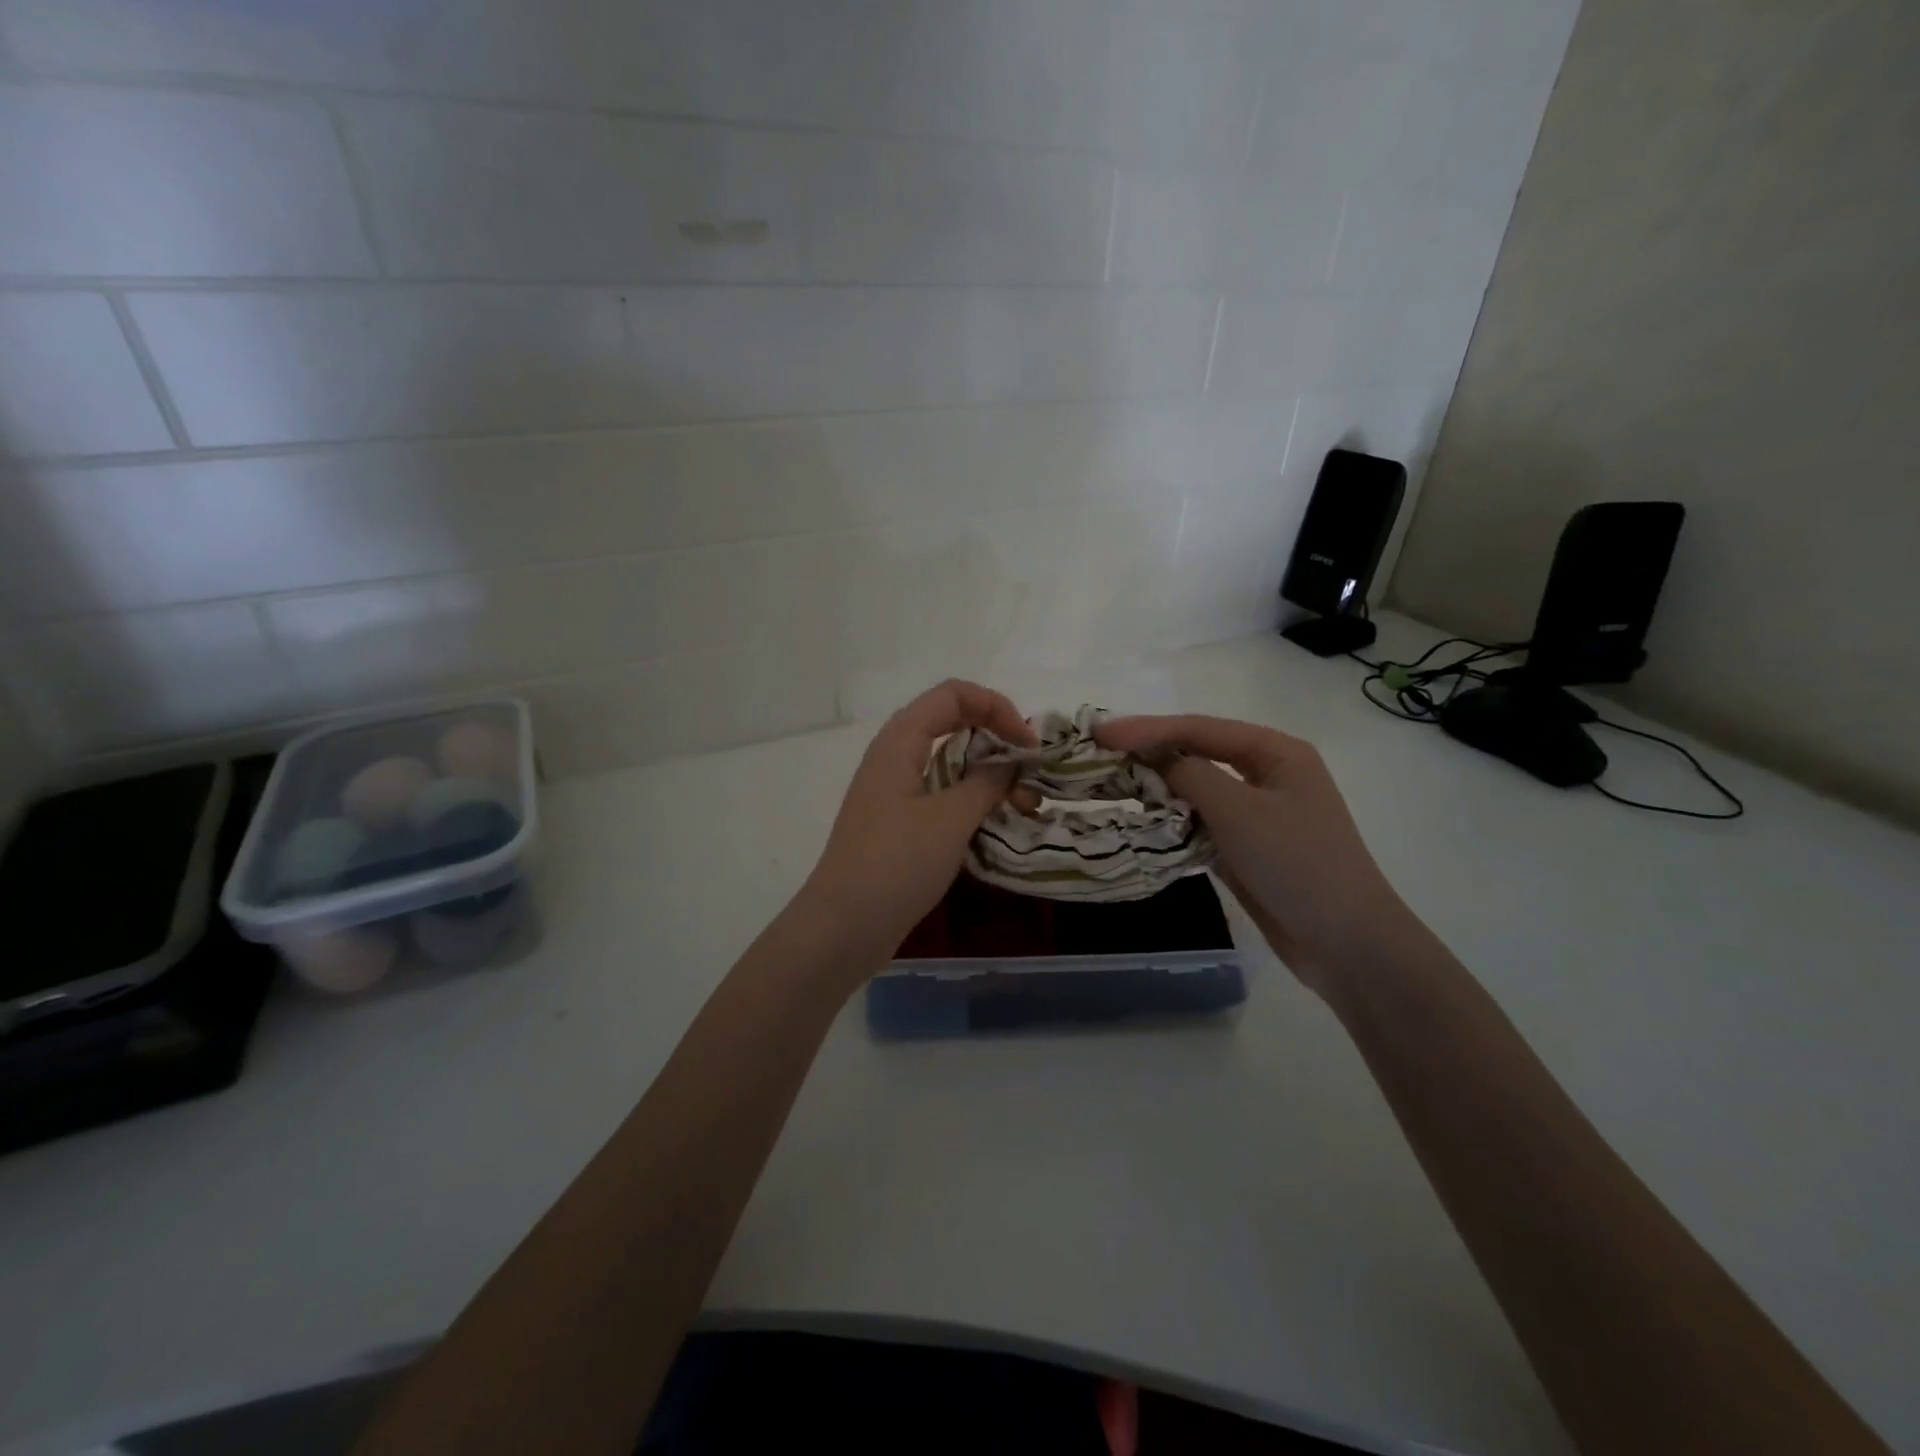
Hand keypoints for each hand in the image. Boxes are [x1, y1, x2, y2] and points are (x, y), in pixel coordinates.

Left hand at [796, 680, 1035, 974]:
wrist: (844, 926)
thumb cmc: (896, 864)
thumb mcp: (950, 819)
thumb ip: (986, 782)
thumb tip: (1010, 763)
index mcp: (900, 741)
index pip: (954, 694)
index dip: (997, 707)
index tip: (1028, 744)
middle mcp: (894, 756)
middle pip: (952, 722)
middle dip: (997, 738)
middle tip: (1031, 771)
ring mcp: (894, 790)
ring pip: (949, 761)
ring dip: (989, 773)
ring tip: (1024, 804)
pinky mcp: (898, 821)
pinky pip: (941, 792)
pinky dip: (972, 799)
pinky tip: (997, 822)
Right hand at [1095, 714, 1415, 995]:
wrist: (1346, 943)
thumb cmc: (1298, 864)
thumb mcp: (1239, 811)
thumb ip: (1191, 775)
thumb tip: (1153, 759)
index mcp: (1276, 752)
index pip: (1200, 728)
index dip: (1147, 728)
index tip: (1099, 732)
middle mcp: (1267, 774)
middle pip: (1198, 752)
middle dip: (1150, 751)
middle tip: (1099, 752)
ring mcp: (1257, 812)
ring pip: (1196, 787)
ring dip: (1158, 785)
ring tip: (1111, 781)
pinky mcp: (1247, 846)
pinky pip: (1200, 821)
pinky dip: (1172, 818)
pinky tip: (1142, 818)